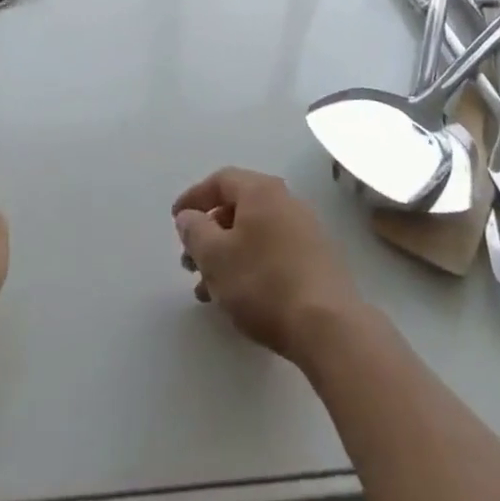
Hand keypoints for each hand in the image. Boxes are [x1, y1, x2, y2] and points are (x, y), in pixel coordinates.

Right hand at [173, 168, 369, 367]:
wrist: (325, 320)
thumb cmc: (263, 282)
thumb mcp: (216, 257)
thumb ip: (196, 231)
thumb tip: (189, 215)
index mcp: (261, 191)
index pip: (222, 180)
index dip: (194, 197)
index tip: (175, 220)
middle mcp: (284, 199)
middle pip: (238, 205)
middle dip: (209, 231)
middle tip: (189, 261)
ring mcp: (303, 227)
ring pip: (253, 231)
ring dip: (226, 253)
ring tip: (206, 288)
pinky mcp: (313, 255)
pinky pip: (270, 248)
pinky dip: (247, 263)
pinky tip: (237, 295)